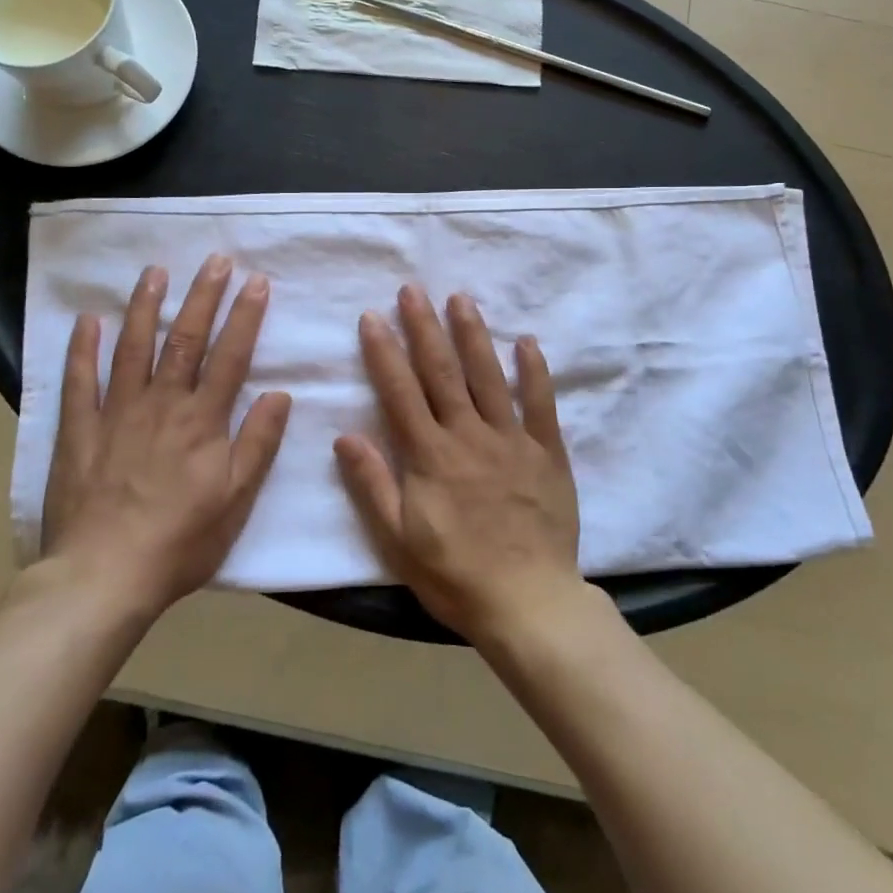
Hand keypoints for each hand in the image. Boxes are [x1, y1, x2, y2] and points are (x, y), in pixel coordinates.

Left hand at [40, 256, 291, 618]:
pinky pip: (80, 381)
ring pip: (134, 347)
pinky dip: (83, 348)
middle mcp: (162, 403)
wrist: (103, 577)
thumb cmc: (180, 542)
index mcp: (203, 420)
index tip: (256, 281)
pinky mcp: (79, 430)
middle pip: (186, 339)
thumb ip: (258, 443)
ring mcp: (117, 412)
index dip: (245, 316)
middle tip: (214, 260)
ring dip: (146, 306)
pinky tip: (89, 320)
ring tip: (156, 271)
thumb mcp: (236, 500)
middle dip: (203, 296)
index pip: (231, 355)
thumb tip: (280, 394)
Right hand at [336, 285, 582, 643]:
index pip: (400, 392)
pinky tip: (527, 341)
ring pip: (488, 376)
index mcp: (430, 456)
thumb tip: (345, 435)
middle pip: (442, 372)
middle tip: (412, 289)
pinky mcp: (546, 451)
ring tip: (460, 299)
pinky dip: (535, 371)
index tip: (372, 316)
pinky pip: (541, 404)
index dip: (384, 352)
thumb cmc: (455, 576)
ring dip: (472, 334)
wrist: (528, 603)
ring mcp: (511, 439)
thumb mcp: (399, 540)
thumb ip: (373, 484)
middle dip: (424, 327)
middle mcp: (468, 436)